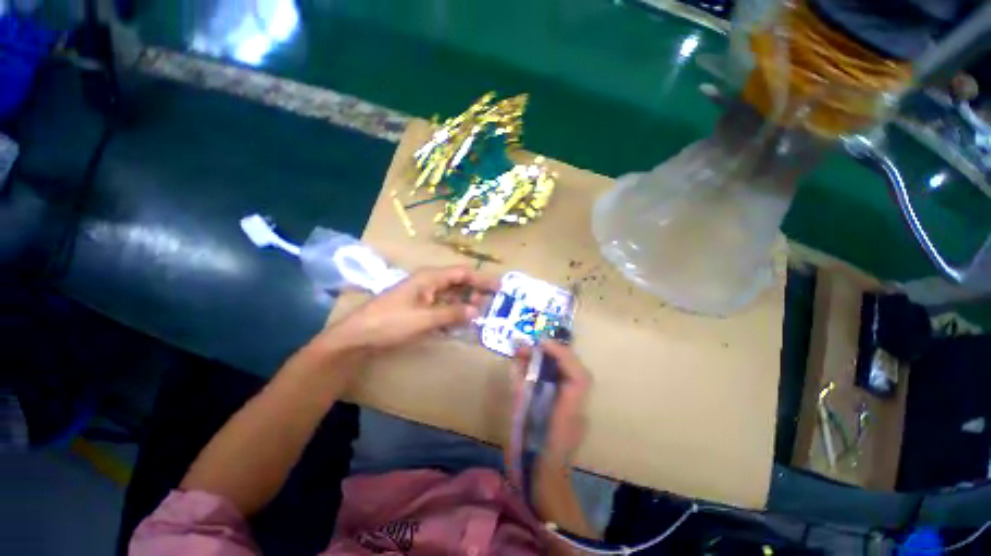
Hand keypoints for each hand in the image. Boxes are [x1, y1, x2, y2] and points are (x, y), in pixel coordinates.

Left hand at [317, 266, 499, 354]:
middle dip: (475, 291)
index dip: (482, 279)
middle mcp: (428, 282)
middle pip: (458, 282)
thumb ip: (453, 313)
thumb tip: (478, 310)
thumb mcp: (425, 319)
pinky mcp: (419, 307)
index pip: (462, 273)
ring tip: (480, 314)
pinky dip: (453, 312)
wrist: (358, 337)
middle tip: (491, 305)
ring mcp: (423, 295)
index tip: (499, 287)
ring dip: (465, 302)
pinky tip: (461, 322)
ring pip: (451, 294)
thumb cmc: (390, 323)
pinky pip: (442, 306)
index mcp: (430, 277)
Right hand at [512, 340, 591, 467]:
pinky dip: (558, 369)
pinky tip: (544, 365)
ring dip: (559, 359)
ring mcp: (579, 411)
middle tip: (536, 344)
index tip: (541, 343)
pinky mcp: (574, 413)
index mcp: (565, 414)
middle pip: (579, 372)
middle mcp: (577, 410)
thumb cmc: (528, 454)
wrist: (544, 484)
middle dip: (559, 353)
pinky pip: (570, 384)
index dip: (562, 355)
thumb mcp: (518, 420)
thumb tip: (517, 363)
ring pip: (576, 376)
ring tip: (537, 351)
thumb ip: (519, 389)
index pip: (577, 378)